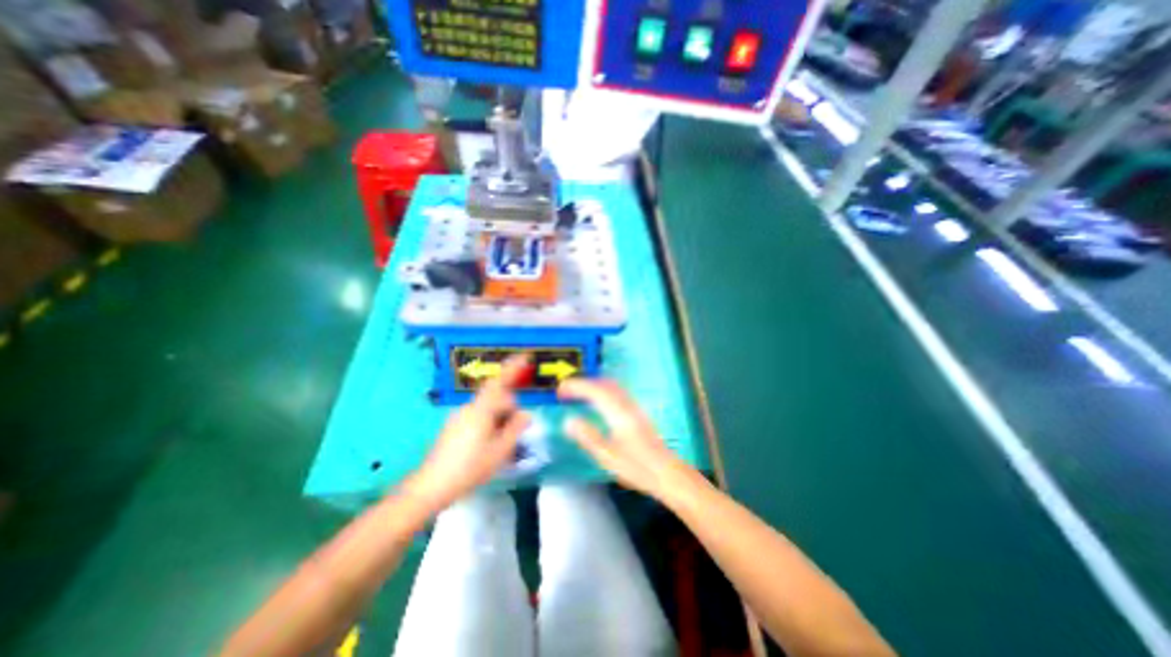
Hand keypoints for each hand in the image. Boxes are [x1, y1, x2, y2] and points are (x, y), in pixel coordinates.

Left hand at [404, 355, 530, 513]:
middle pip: (496, 398)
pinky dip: (488, 424)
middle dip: (509, 408)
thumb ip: (516, 429)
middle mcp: (469, 408)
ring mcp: (459, 417)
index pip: (500, 382)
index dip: (513, 368)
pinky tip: (486, 446)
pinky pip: (477, 417)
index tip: (525, 357)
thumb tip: (527, 414)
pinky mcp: (453, 426)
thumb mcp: (500, 450)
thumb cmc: (470, 468)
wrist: (432, 486)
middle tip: (514, 432)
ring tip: (500, 444)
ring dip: (498, 419)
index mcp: (481, 410)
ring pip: (487, 409)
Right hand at [560, 378, 693, 499]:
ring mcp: (634, 407)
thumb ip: (587, 437)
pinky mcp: (638, 412)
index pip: (594, 391)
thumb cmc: (637, 468)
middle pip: (603, 383)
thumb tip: (568, 420)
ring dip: (593, 384)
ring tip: (578, 393)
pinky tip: (599, 400)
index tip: (560, 390)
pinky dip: (603, 389)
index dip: (575, 386)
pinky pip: (617, 391)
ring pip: (612, 386)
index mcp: (618, 414)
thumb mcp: (607, 457)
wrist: (668, 473)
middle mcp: (627, 405)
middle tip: (566, 390)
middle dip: (583, 382)